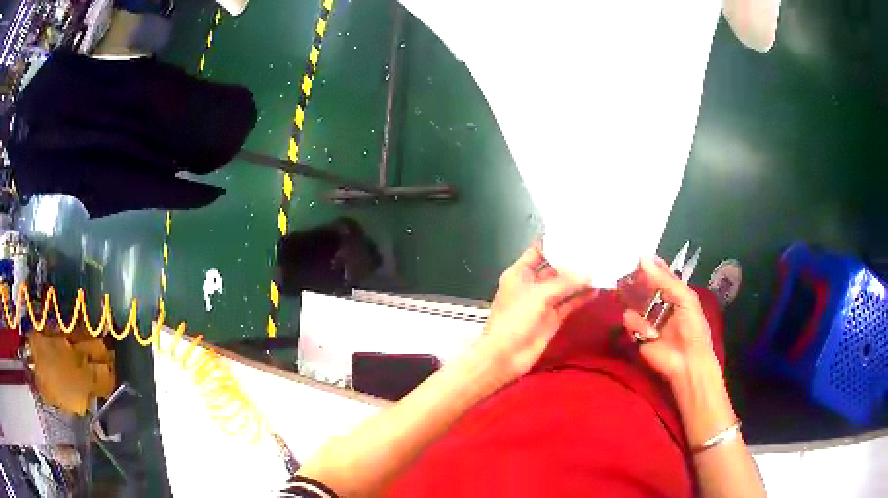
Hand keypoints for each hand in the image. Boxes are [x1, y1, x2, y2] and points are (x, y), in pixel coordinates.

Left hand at [480, 244, 594, 381]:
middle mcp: (531, 285)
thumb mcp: (539, 295)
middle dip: (572, 261)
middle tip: (595, 250)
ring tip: (601, 268)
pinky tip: (596, 289)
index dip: (555, 243)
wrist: (505, 356)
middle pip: (554, 268)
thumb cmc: (514, 319)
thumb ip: (564, 282)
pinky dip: (581, 297)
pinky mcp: (552, 318)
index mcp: (519, 273)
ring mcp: (542, 302)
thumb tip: (588, 272)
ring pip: (564, 287)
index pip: (538, 251)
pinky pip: (569, 303)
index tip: (576, 235)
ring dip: (580, 280)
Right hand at [621, 257, 720, 385]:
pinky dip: (638, 326)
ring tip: (651, 323)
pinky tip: (650, 334)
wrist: (687, 362)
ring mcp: (647, 317)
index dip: (649, 265)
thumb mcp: (685, 299)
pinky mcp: (637, 333)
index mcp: (674, 292)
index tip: (637, 257)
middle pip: (642, 286)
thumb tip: (642, 258)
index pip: (659, 273)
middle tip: (627, 278)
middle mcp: (659, 302)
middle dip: (635, 282)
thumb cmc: (692, 328)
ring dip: (639, 309)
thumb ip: (664, 280)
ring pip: (631, 302)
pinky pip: (628, 321)